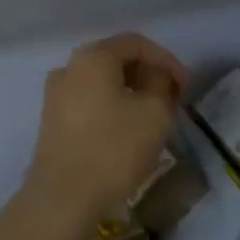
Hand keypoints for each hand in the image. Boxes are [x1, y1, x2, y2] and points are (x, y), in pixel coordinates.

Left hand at [22, 32, 188, 234]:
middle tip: (173, 100)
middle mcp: (69, 67)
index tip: (186, 85)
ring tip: (155, 116)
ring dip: (131, 93)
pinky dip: (113, 107)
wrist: (63, 196)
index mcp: (92, 56)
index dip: (166, 60)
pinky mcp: (53, 119)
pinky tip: (129, 130)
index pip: (136, 43)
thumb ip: (162, 84)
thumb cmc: (113, 148)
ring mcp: (56, 93)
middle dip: (148, 75)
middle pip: (116, 59)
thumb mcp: (154, 113)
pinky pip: (90, 101)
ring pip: (103, 82)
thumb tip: (158, 76)